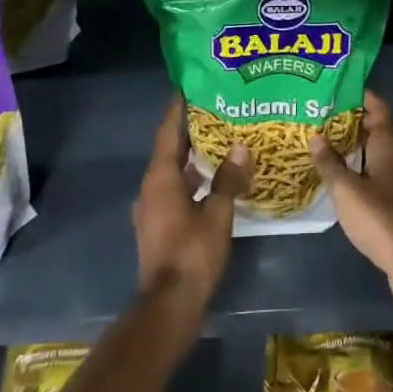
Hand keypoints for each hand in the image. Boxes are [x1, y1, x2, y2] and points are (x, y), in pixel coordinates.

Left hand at [133, 98, 247, 310]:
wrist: (168, 304)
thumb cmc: (192, 254)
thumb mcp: (217, 214)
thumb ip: (228, 180)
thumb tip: (241, 148)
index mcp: (161, 179)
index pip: (168, 133)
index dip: (177, 109)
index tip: (189, 86)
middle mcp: (151, 188)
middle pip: (169, 150)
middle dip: (190, 130)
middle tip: (215, 108)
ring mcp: (152, 208)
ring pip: (172, 171)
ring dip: (192, 155)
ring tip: (220, 139)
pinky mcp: (159, 224)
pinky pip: (175, 189)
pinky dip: (192, 177)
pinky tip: (213, 178)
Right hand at [310, 90, 392, 314]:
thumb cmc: (379, 217)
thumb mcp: (347, 189)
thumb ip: (330, 163)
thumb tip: (316, 136)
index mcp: (388, 146)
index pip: (377, 108)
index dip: (360, 95)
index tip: (336, 87)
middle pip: (373, 130)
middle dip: (348, 121)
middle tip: (317, 115)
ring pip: (371, 154)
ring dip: (350, 148)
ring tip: (319, 143)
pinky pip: (371, 176)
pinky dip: (354, 171)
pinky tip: (333, 178)